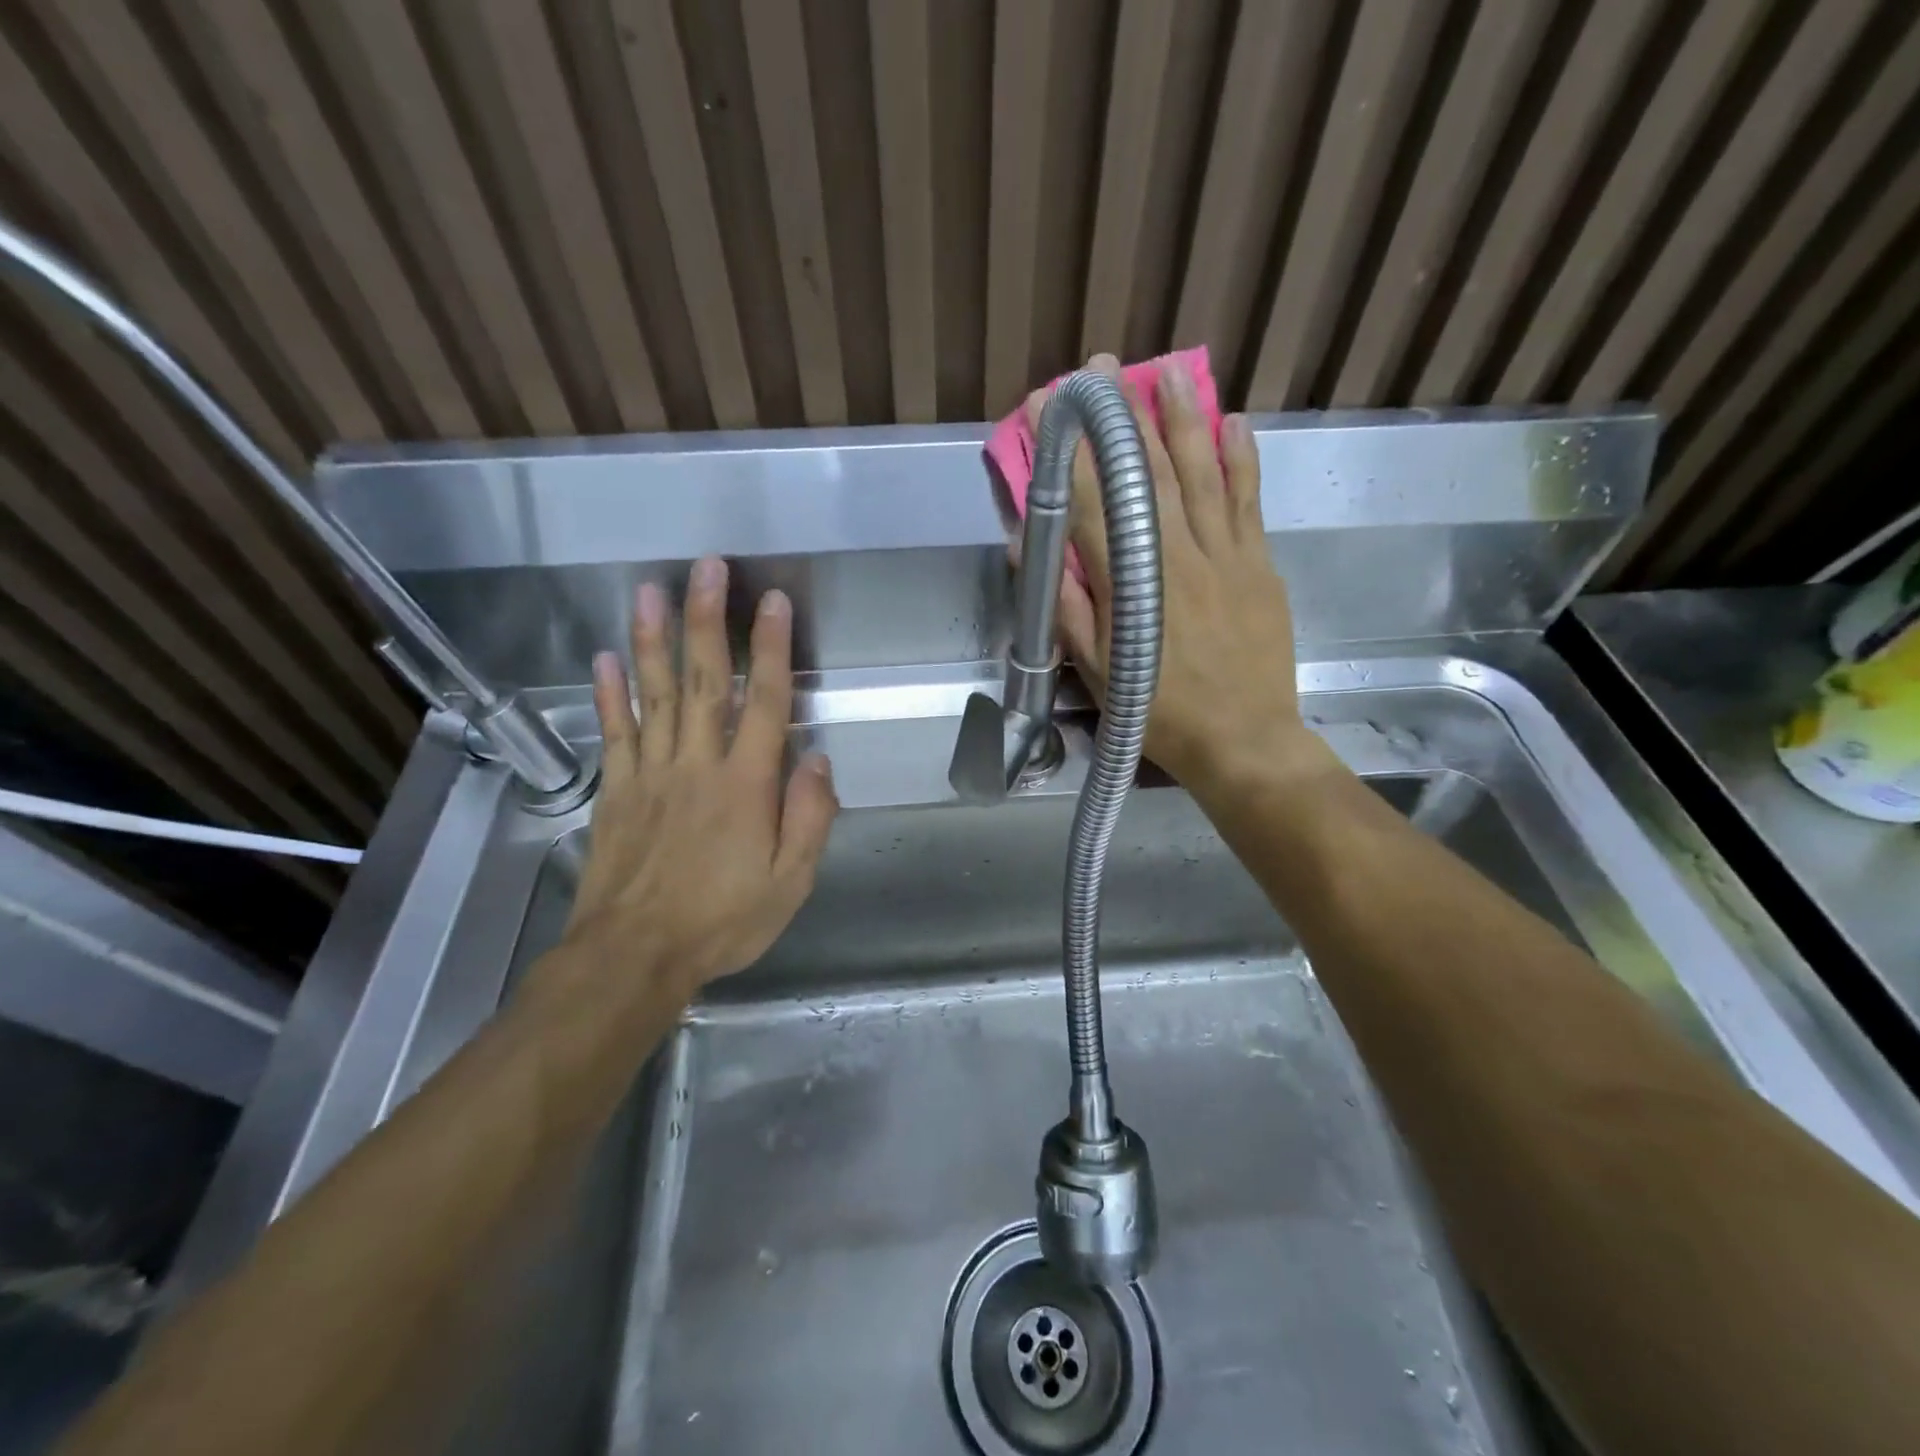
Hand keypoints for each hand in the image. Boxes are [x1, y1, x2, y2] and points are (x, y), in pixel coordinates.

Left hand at [550, 556, 837, 1010]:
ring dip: (654, 640)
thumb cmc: (723, 921)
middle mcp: (697, 765)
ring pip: (654, 696)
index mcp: (746, 786)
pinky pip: (614, 734)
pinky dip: (610, 694)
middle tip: (707, 568)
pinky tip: (607, 658)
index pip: (765, 703)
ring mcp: (651, 774)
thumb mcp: (791, 883)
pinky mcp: (616, 792)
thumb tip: (818, 759)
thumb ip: (808, 818)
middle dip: (707, 621)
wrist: (634, 956)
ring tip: (651, 591)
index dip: (771, 650)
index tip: (773, 602)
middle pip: (704, 682)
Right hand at [1026, 353, 1330, 800]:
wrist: (1245, 741)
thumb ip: (1066, 609)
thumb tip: (1029, 551)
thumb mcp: (1097, 673)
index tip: (1054, 407)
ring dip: (1183, 420)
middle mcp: (1178, 557)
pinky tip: (1234, 423)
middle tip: (1105, 369)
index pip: (1093, 504)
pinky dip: (1242, 460)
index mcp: (1132, 586)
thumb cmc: (1160, 713)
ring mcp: (1226, 556)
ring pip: (1202, 475)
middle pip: (1148, 475)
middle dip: (1123, 418)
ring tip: (1168, 373)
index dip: (1072, 452)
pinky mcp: (1260, 565)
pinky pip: (1249, 502)